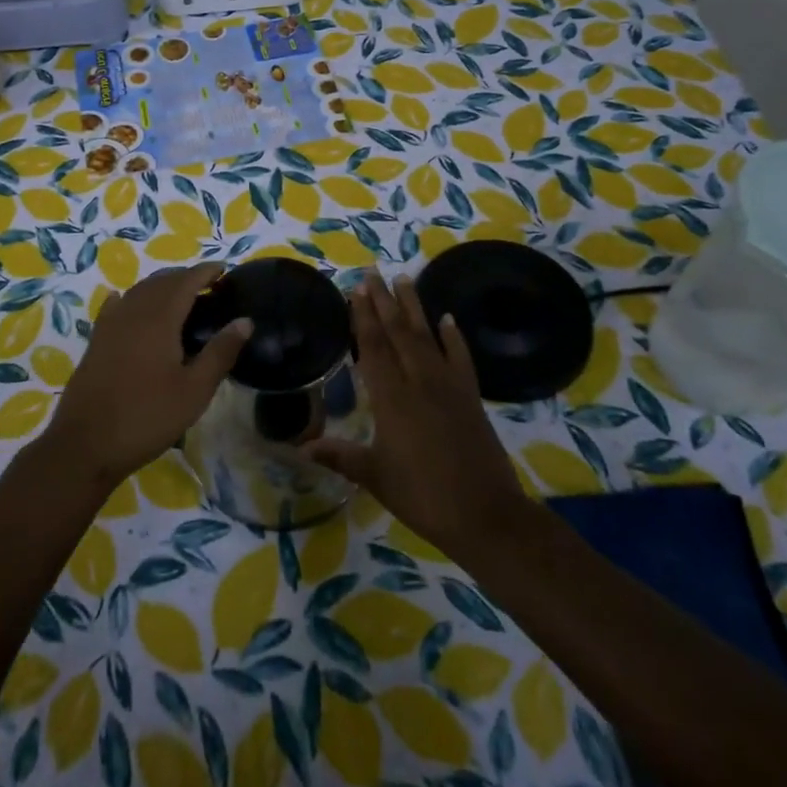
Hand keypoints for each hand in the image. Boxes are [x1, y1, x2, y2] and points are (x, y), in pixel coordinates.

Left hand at [40, 263, 250, 492]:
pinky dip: (127, 299)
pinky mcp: (95, 343)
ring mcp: (109, 327)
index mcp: (159, 320)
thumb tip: (245, 320)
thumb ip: (220, 352)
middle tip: (206, 285)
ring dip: (159, 286)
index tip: (223, 269)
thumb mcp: (194, 391)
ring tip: (178, 294)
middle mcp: (132, 313)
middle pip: (160, 282)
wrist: (86, 444)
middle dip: (184, 277)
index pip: (185, 282)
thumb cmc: (147, 417)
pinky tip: (124, 300)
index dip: (205, 272)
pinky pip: (113, 308)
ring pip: (137, 292)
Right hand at [303, 271, 527, 558]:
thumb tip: (301, 448)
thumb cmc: (422, 495)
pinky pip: (461, 358)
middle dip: (384, 301)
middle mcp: (419, 382)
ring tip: (404, 279)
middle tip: (373, 272)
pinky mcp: (471, 397)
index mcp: (391, 398)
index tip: (356, 290)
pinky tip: (448, 319)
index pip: (373, 348)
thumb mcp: (374, 476)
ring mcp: (448, 386)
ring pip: (427, 337)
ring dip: (414, 307)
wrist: (484, 513)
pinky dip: (454, 337)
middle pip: (398, 333)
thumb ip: (339, 456)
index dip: (363, 318)